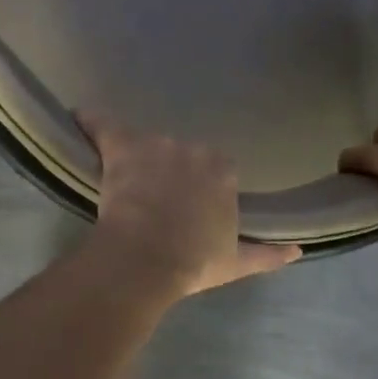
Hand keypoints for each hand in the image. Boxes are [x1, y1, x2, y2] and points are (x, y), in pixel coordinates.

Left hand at [76, 112, 299, 298]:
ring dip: (139, 158)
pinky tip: (78, 116)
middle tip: (156, 201)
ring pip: (147, 145)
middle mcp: (194, 149)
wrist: (147, 257)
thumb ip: (268, 254)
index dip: (200, 187)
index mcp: (224, 172)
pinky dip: (90, 122)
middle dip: (171, 172)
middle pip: (182, 154)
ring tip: (124, 183)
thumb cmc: (193, 261)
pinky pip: (103, 126)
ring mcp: (157, 144)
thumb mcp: (235, 262)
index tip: (189, 206)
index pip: (216, 169)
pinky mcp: (121, 146)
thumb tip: (299, 250)